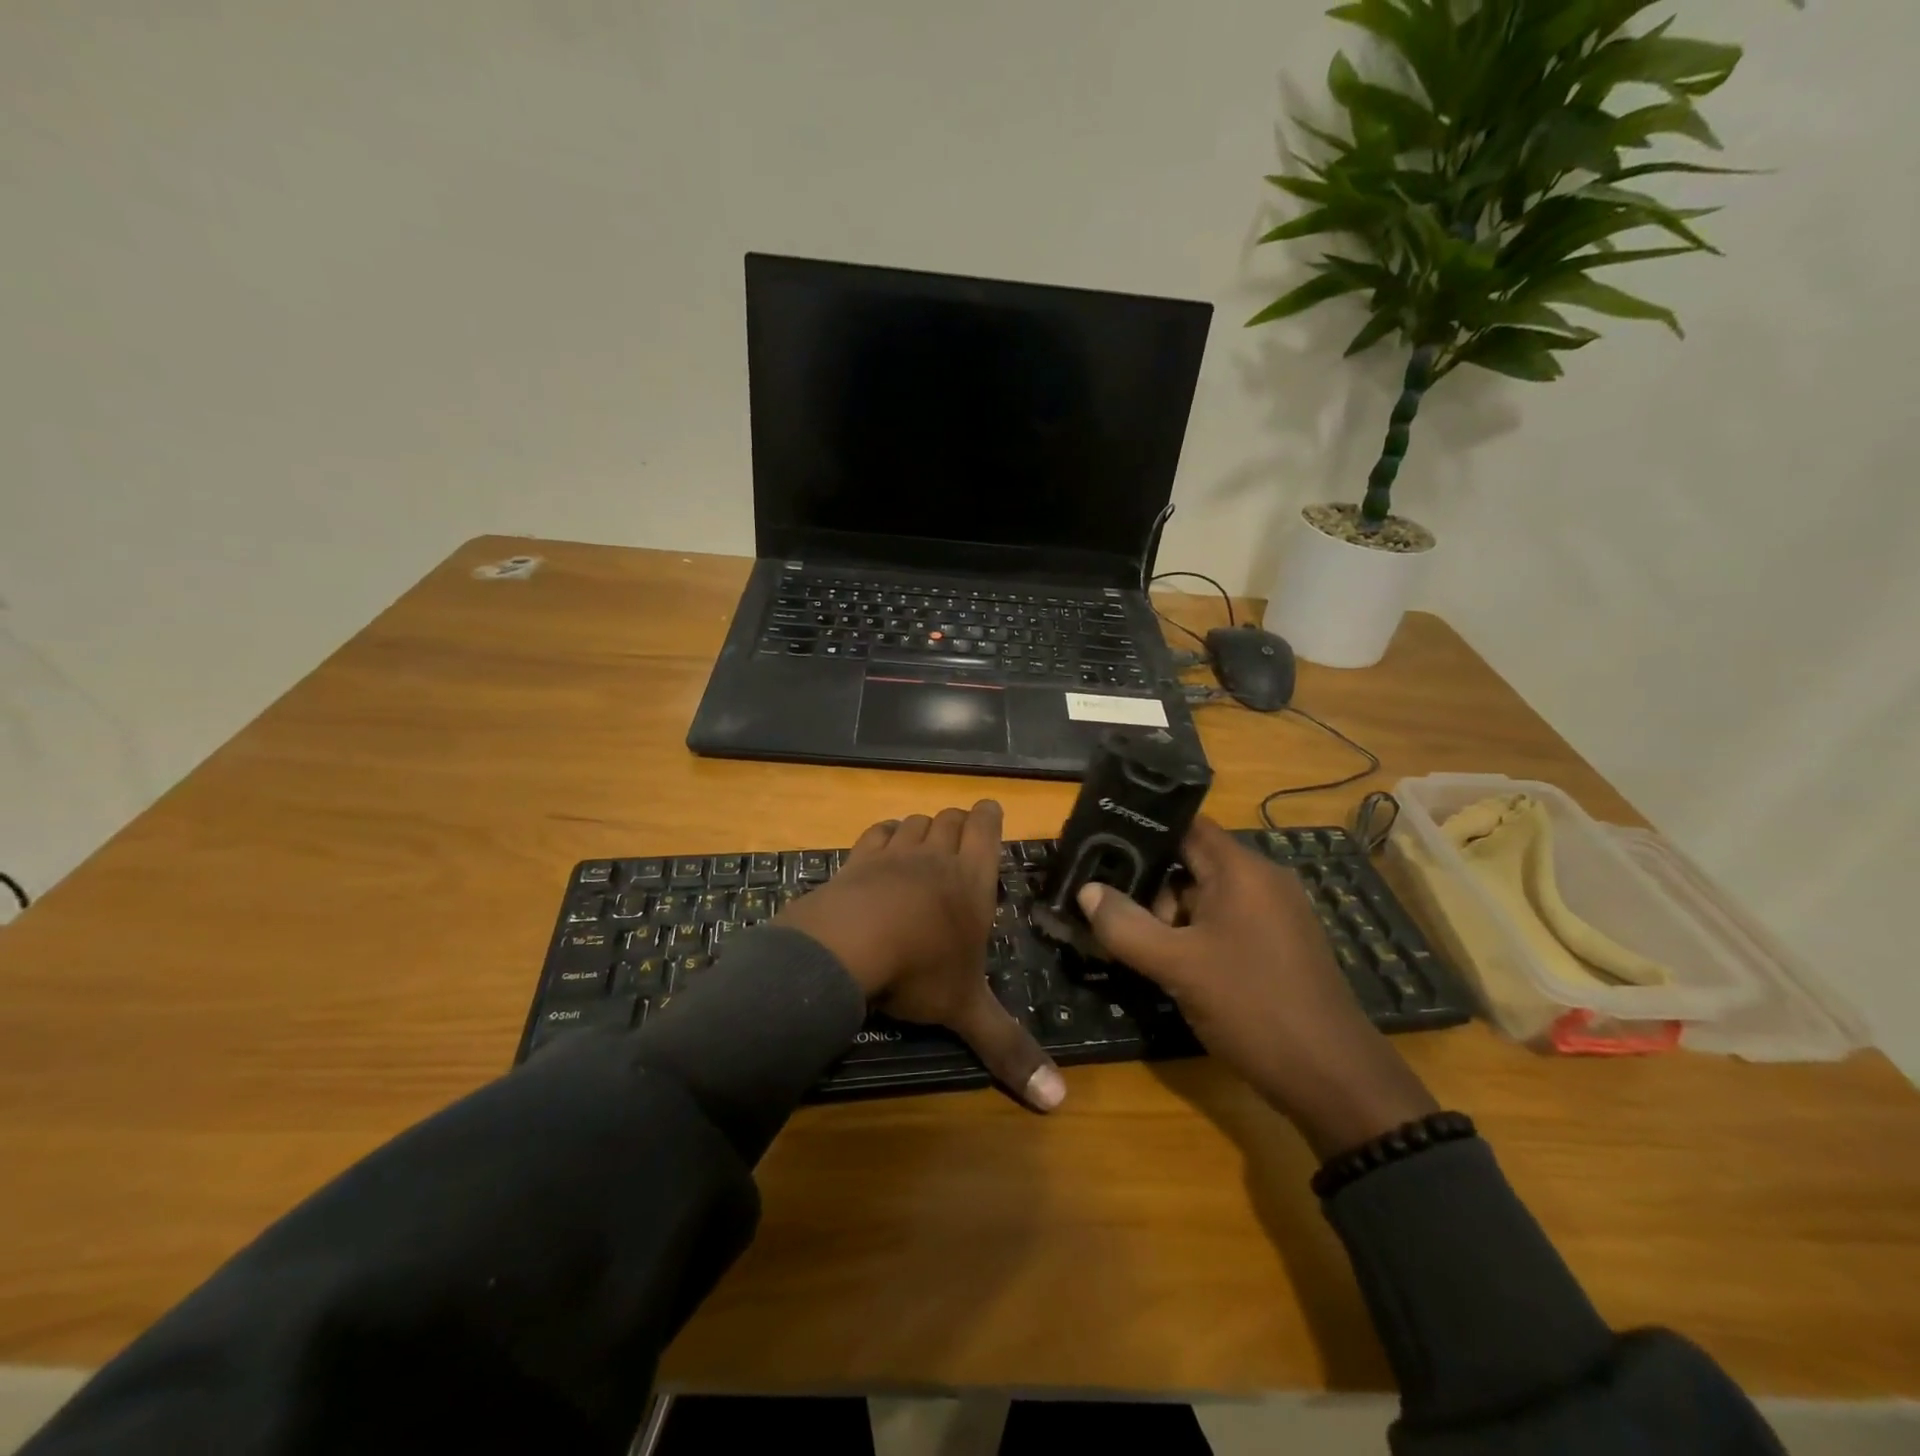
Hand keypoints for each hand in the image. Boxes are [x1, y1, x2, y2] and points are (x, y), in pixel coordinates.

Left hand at [776, 800, 1064, 1111]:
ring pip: (914, 823)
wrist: (848, 945)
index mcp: (972, 881)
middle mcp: (936, 857)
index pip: (986, 829)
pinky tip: (883, 844)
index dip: (989, 817)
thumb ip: (1009, 1049)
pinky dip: (883, 835)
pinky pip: (875, 833)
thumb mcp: (967, 1011)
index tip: (989, 812)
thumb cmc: (920, 970)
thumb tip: (1059, 1101)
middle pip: (950, 820)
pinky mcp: (856, 859)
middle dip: (957, 823)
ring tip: (924, 842)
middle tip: (960, 835)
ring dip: (922, 828)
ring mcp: (894, 854)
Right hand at [1076, 816, 1435, 1156]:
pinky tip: (1171, 965)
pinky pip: (1225, 924)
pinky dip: (1194, 936)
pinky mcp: (1278, 946)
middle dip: (1150, 886)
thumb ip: (1125, 925)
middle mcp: (1262, 881)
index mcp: (1242, 870)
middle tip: (1112, 914)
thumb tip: (1087, 890)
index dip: (1142, 831)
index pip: (1185, 826)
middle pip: (1191, 862)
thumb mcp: (1177, 966)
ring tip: (1136, 947)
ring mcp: (1274, 915)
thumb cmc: (1252, 1006)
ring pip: (1206, 897)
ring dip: (1170, 917)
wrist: (1332, 1078)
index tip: (1100, 845)